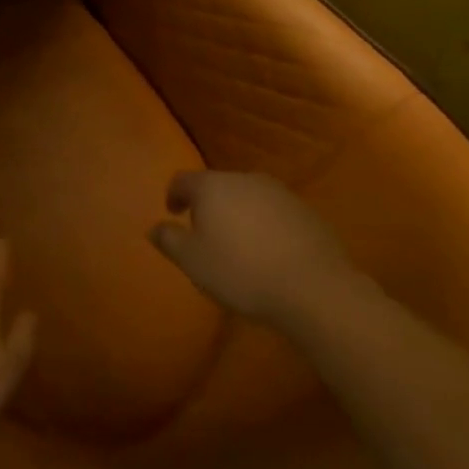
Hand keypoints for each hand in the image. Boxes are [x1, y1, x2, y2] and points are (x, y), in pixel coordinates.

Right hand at [150, 171, 356, 324]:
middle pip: (217, 186)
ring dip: (239, 214)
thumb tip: (154, 228)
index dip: (173, 195)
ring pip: (248, 197)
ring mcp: (278, 193)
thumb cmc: (242, 272)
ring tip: (240, 244)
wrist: (315, 289)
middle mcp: (244, 179)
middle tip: (206, 234)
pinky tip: (271, 252)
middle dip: (209, 205)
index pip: (183, 180)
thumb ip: (169, 240)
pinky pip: (275, 212)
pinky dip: (266, 225)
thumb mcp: (193, 262)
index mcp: (212, 186)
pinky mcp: (306, 211)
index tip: (173, 214)